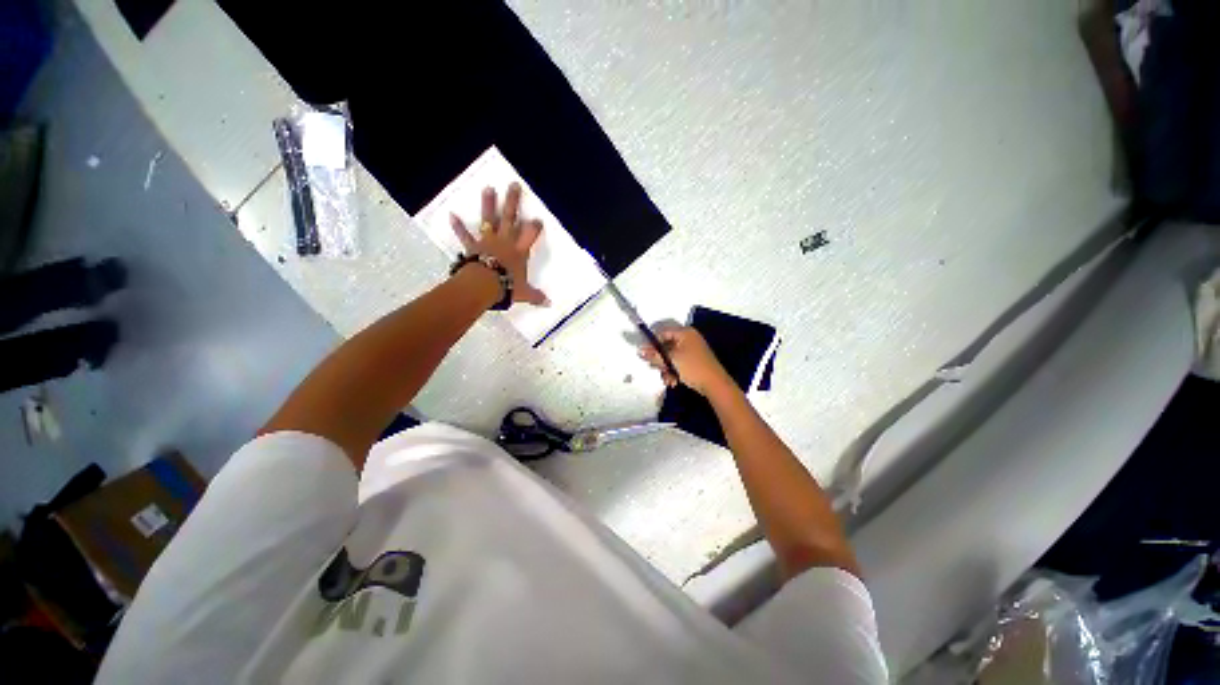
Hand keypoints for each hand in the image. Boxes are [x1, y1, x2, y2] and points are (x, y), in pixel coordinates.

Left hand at [449, 183, 548, 305]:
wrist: (484, 285)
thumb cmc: (507, 287)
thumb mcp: (524, 293)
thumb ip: (536, 296)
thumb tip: (549, 304)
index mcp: (519, 251)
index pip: (530, 235)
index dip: (534, 226)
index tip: (537, 219)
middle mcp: (505, 242)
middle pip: (510, 218)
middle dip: (513, 202)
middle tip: (513, 185)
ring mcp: (488, 241)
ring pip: (490, 220)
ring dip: (488, 204)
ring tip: (488, 189)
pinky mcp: (473, 246)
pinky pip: (465, 235)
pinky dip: (458, 227)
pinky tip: (451, 215)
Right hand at [640, 327, 735, 395]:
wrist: (715, 384)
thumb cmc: (693, 367)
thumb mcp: (672, 361)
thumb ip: (655, 355)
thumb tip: (639, 351)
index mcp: (685, 333)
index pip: (663, 333)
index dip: (652, 343)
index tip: (644, 354)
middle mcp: (689, 339)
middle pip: (666, 346)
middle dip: (660, 360)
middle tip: (656, 368)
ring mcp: (692, 350)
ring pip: (671, 357)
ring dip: (666, 369)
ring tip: (667, 379)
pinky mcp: (694, 361)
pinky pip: (678, 363)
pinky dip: (674, 372)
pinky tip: (673, 381)